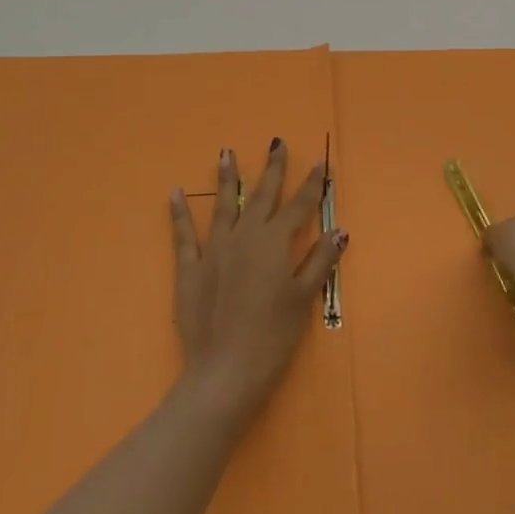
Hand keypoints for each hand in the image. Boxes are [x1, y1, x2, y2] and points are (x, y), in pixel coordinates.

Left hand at [169, 140, 343, 418]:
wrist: (225, 371)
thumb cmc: (273, 336)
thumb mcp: (303, 299)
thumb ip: (319, 262)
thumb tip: (339, 231)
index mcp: (275, 243)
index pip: (299, 207)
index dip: (311, 185)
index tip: (319, 163)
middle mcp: (245, 236)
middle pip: (262, 196)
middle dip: (272, 169)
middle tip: (277, 143)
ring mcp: (214, 250)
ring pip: (223, 205)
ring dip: (227, 179)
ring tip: (226, 154)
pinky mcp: (190, 268)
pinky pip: (184, 235)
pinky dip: (179, 213)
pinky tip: (176, 193)